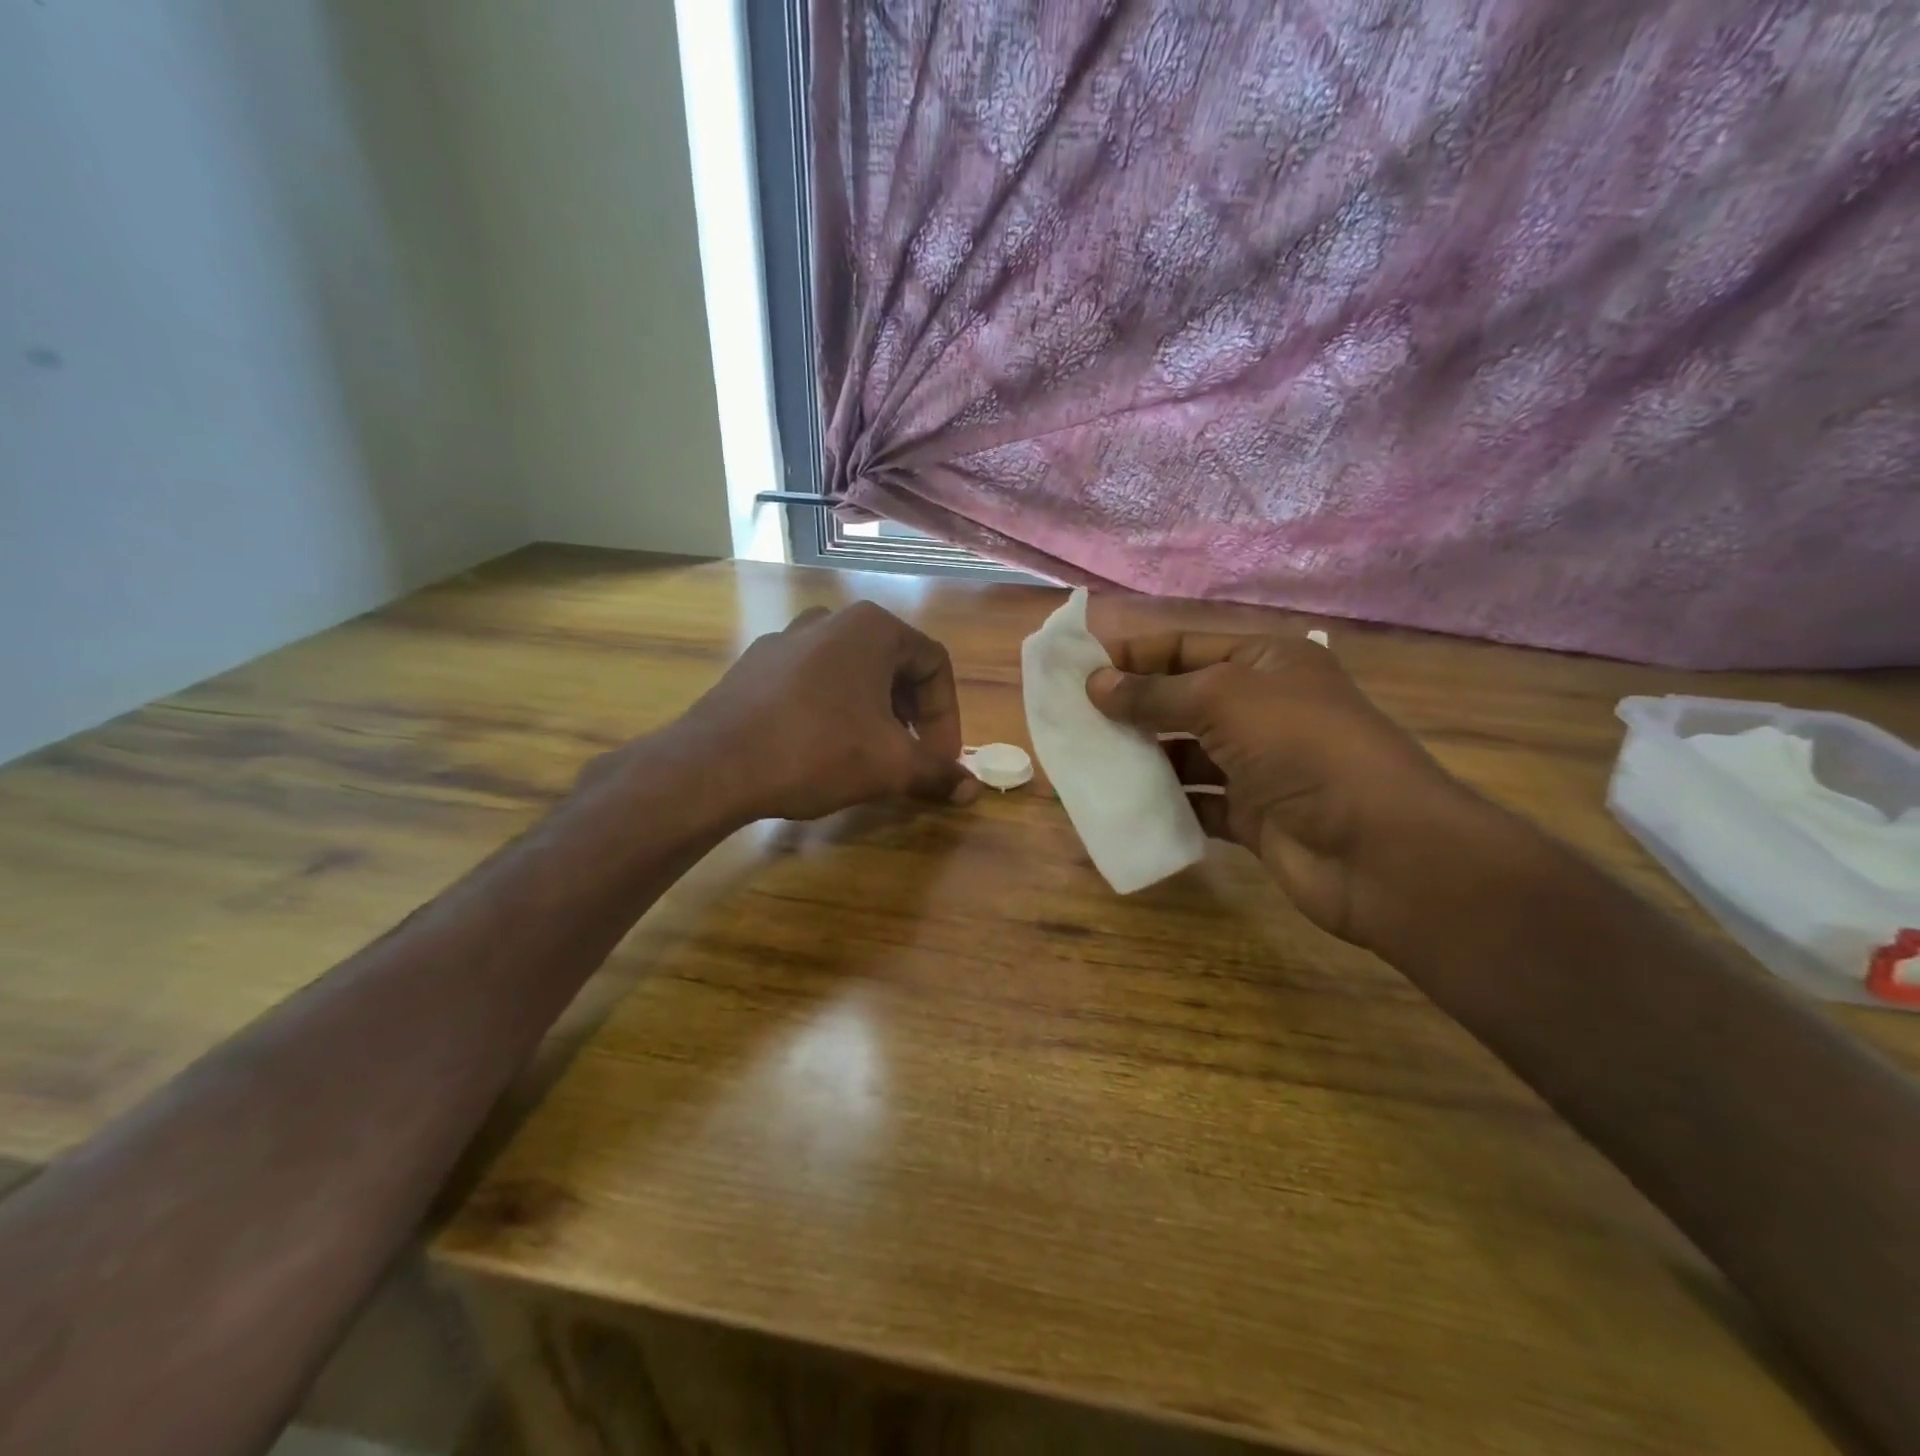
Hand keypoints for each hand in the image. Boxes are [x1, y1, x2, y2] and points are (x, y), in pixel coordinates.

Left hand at [676, 601, 977, 822]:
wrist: (713, 765)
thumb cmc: (817, 751)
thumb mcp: (890, 766)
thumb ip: (937, 772)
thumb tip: (971, 789)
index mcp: (872, 628)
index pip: (934, 665)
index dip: (947, 716)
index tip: (941, 760)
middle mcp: (831, 620)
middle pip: (894, 665)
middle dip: (912, 715)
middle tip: (911, 757)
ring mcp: (787, 639)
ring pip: (852, 674)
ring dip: (875, 713)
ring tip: (870, 755)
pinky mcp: (756, 665)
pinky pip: (813, 683)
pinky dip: (833, 710)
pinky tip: (821, 748)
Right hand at [1086, 632, 1481, 946]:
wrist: (1377, 848)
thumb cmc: (1301, 747)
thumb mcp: (1223, 700)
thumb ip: (1154, 693)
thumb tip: (1095, 685)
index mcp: (1266, 663)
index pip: (1187, 647)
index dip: (1135, 655)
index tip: (1080, 671)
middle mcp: (1264, 709)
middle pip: (1183, 700)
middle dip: (1132, 707)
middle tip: (1074, 719)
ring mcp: (1260, 765)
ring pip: (1186, 754)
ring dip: (1143, 757)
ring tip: (1089, 761)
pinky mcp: (1254, 816)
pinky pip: (1198, 802)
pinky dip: (1166, 803)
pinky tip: (1125, 804)